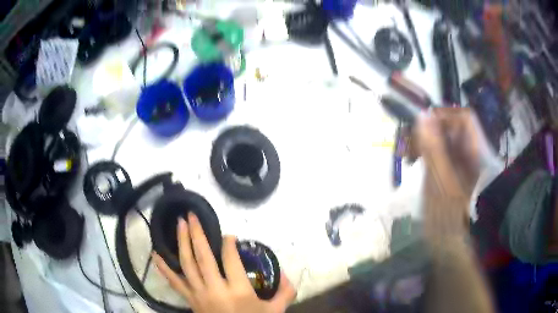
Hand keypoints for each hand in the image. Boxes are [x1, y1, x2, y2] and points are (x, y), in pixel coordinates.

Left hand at [153, 213, 295, 312]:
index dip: (229, 244)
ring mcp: (199, 294)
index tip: (229, 236)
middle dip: (197, 234)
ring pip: (188, 264)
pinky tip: (155, 254)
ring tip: (180, 224)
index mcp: (239, 291)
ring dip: (182, 242)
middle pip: (203, 257)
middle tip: (191, 215)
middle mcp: (216, 289)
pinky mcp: (190, 299)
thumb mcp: (274, 311)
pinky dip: (164, 268)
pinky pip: (175, 282)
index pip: (230, 260)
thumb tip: (287, 275)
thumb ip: (284, 292)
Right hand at [406, 108, 479, 237]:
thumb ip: (433, 146)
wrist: (446, 236)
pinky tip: (415, 162)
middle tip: (413, 144)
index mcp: (472, 153)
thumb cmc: (446, 212)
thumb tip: (423, 115)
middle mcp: (466, 152)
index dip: (445, 117)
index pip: (463, 118)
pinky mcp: (447, 166)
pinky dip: (425, 152)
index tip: (425, 126)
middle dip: (429, 130)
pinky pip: (436, 149)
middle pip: (449, 126)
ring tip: (411, 155)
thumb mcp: (439, 179)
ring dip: (424, 141)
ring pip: (441, 137)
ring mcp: (457, 159)